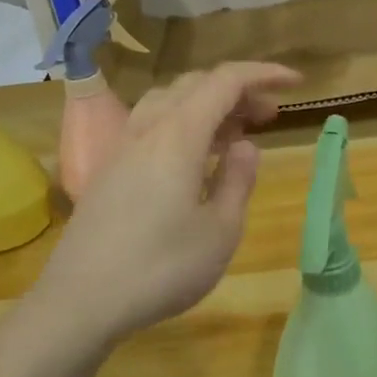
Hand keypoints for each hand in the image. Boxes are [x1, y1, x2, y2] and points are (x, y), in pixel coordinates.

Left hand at [33, 62, 301, 347]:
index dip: (264, 74)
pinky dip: (182, 125)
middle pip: (195, 85)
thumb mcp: (220, 230)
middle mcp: (147, 129)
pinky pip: (151, 126)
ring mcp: (121, 149)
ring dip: (206, 105)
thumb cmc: (161, 268)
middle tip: (269, 115)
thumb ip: (238, 180)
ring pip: (168, 102)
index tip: (296, 82)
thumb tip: (245, 146)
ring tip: (235, 133)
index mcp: (178, 135)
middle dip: (237, 90)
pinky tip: (195, 159)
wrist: (80, 302)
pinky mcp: (108, 171)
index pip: (225, 81)